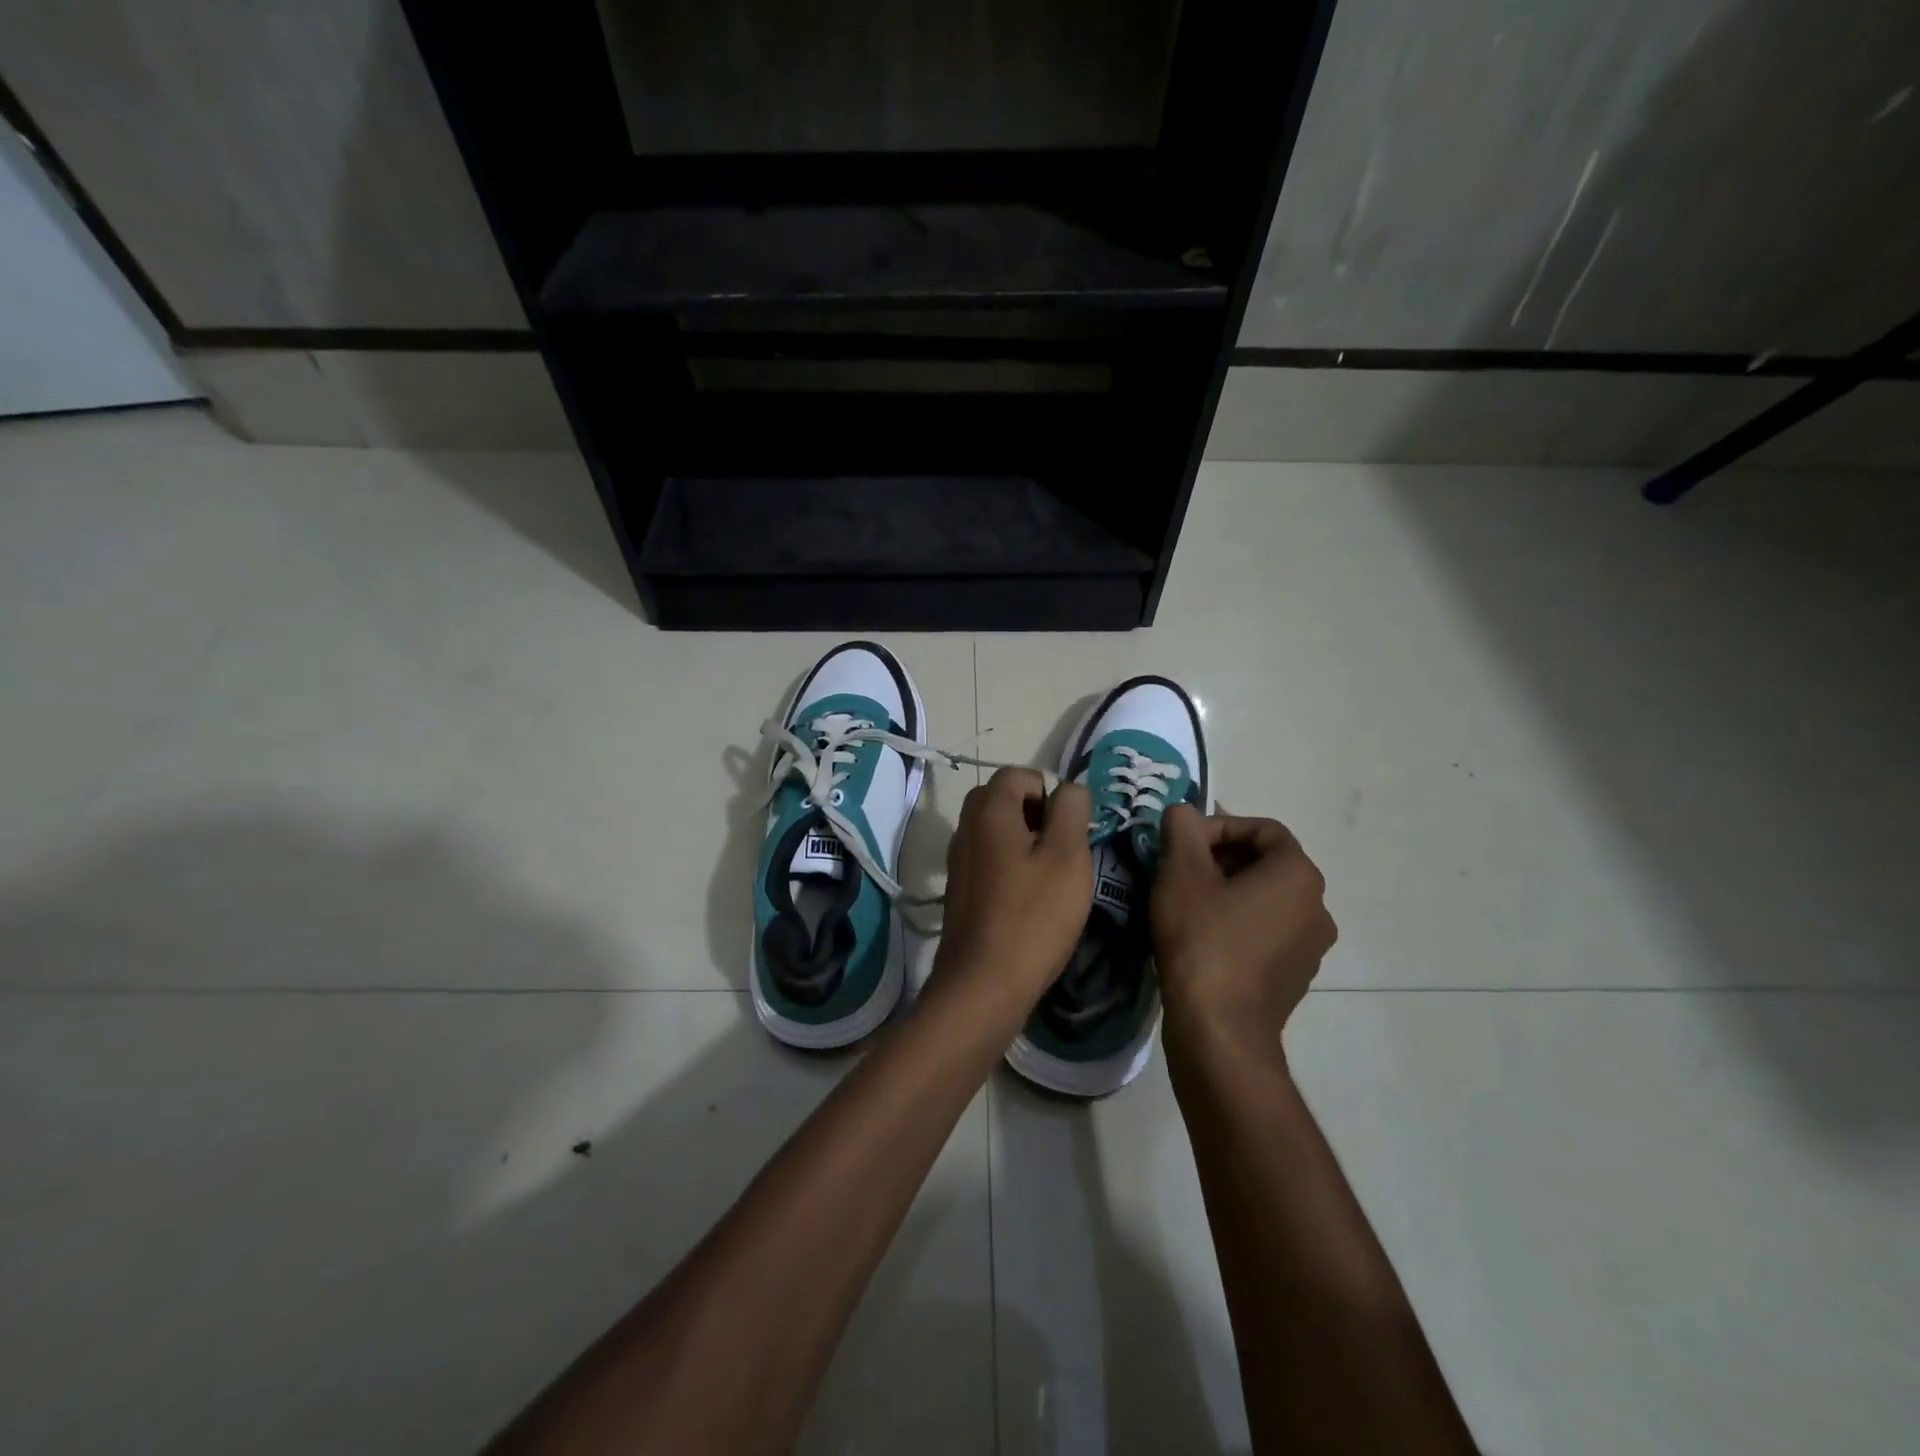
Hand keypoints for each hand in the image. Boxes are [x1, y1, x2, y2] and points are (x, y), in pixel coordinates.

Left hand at [930, 768, 1092, 1014]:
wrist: (983, 983)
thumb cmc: (1033, 915)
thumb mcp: (1068, 856)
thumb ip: (1071, 810)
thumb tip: (1068, 789)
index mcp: (988, 811)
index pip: (1018, 774)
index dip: (1049, 792)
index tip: (1067, 830)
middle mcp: (965, 828)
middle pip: (1001, 799)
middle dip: (1034, 814)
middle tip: (1060, 849)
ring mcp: (958, 861)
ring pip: (993, 830)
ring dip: (1023, 841)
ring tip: (1049, 877)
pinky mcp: (959, 890)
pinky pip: (986, 859)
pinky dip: (1008, 865)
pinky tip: (1028, 899)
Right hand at [1151, 806, 1336, 1056]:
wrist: (1219, 1030)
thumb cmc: (1203, 939)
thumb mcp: (1181, 872)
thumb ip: (1183, 829)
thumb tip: (1183, 812)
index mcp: (1298, 875)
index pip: (1263, 829)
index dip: (1219, 826)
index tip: (1183, 842)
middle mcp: (1316, 907)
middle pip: (1266, 863)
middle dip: (1219, 857)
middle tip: (1177, 869)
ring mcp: (1309, 947)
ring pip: (1264, 899)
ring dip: (1226, 890)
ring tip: (1184, 902)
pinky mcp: (1294, 978)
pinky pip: (1265, 932)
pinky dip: (1235, 923)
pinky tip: (1199, 937)